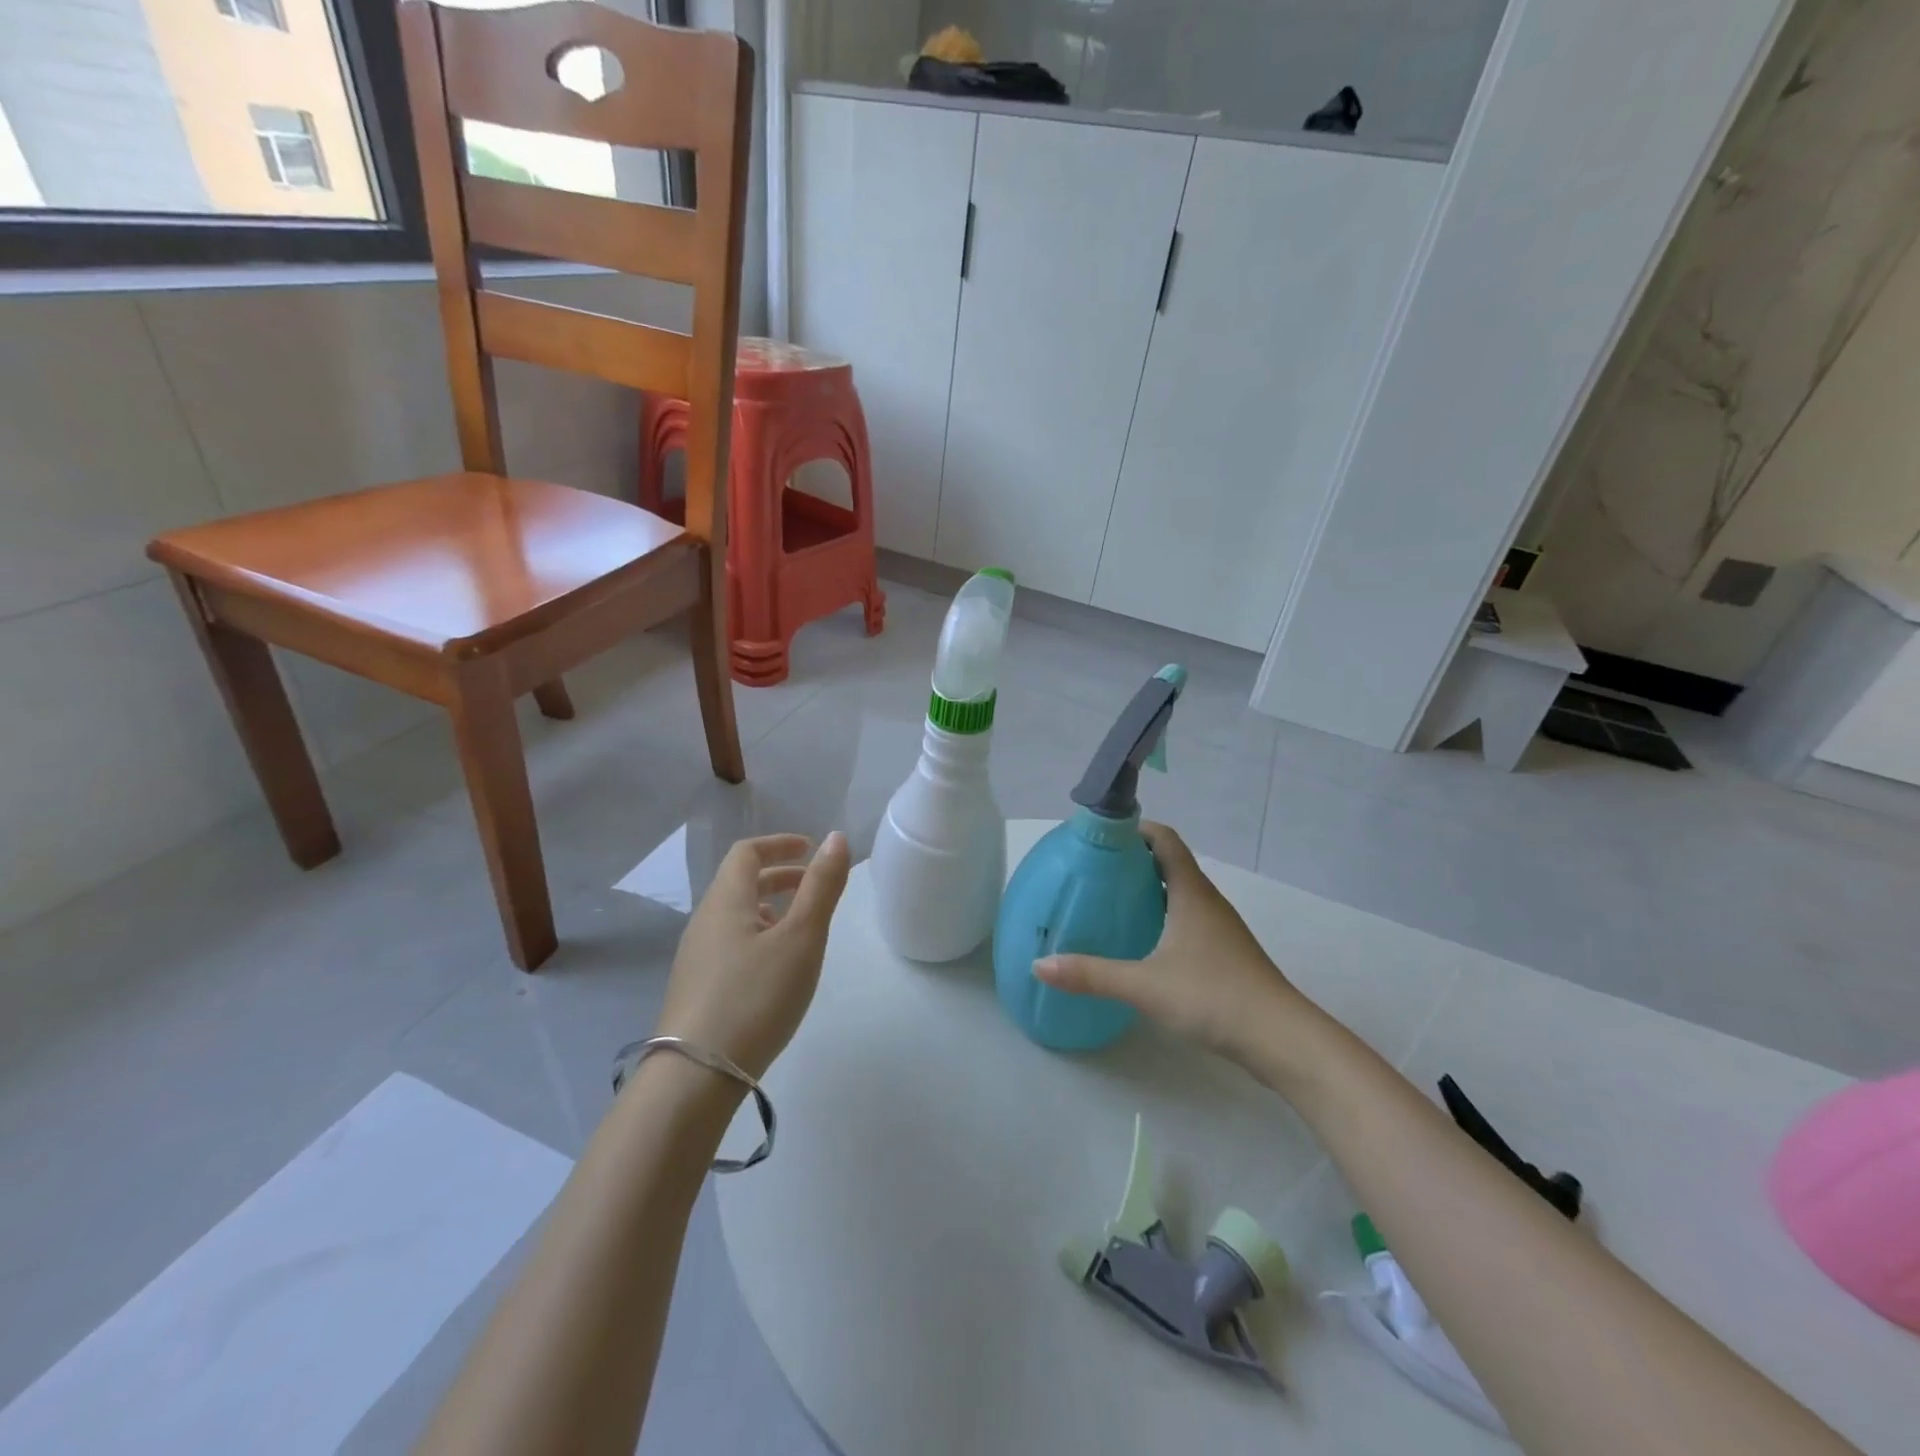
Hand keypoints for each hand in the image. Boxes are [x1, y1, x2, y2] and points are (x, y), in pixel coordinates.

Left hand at [656, 832, 850, 1080]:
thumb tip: (836, 838)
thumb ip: (821, 887)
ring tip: (800, 928)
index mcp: (725, 901)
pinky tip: (775, 968)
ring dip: (769, 908)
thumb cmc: (755, 996)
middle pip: (739, 882)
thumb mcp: (801, 938)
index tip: (811, 850)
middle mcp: (704, 921)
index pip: (747, 852)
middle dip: (779, 877)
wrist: (696, 1076)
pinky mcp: (696, 989)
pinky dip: (757, 937)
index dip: (780, 844)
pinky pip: (729, 944)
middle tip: (814, 886)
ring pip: (734, 916)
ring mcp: (695, 957)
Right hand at [1034, 822, 1306, 1064]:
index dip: (1134, 829)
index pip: (1164, 839)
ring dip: (1147, 889)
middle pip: (1169, 863)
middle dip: (1133, 860)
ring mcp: (1219, 928)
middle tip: (1094, 870)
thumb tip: (1039, 965)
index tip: (1100, 835)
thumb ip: (1091, 974)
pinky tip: (1141, 942)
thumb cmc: (1213, 997)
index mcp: (1191, 892)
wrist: (1281, 1040)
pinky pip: (1186, 918)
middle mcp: (1206, 901)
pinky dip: (1161, 916)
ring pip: (1179, 892)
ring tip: (1109, 901)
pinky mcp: (1224, 953)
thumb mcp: (1144, 985)